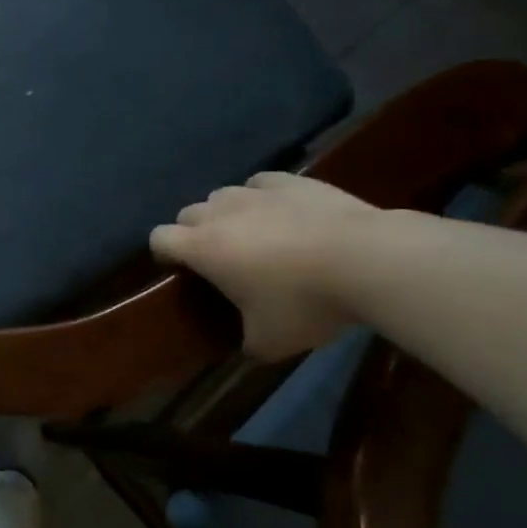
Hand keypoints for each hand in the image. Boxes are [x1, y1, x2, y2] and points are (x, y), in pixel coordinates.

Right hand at [150, 172, 379, 359]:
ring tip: (255, 234)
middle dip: (195, 232)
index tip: (180, 270)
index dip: (164, 253)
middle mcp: (219, 213)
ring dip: (228, 213)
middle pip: (188, 213)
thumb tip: (247, 346)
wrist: (367, 260)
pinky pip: (261, 183)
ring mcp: (255, 192)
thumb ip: (247, 342)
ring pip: (223, 195)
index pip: (159, 238)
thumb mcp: (271, 341)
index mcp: (202, 247)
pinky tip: (283, 213)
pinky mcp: (290, 181)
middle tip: (221, 258)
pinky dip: (263, 197)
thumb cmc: (305, 302)